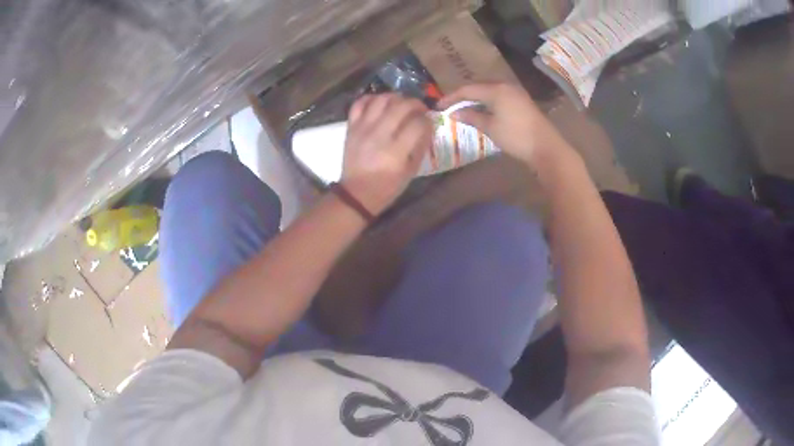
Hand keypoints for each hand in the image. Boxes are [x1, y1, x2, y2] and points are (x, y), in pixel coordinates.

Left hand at [342, 94, 432, 214]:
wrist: (356, 194)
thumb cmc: (387, 187)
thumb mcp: (411, 172)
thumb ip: (421, 147)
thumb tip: (428, 126)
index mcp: (396, 152)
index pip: (418, 124)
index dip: (428, 119)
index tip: (430, 121)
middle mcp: (379, 135)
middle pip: (401, 106)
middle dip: (416, 104)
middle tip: (419, 108)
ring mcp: (363, 129)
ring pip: (381, 100)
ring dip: (395, 97)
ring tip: (401, 103)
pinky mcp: (351, 127)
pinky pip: (359, 103)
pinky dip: (371, 98)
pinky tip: (380, 103)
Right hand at [438, 83, 574, 167]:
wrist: (545, 147)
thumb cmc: (516, 136)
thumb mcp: (490, 127)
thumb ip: (471, 117)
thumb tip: (454, 113)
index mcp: (496, 89)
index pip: (467, 89)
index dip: (451, 97)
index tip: (438, 106)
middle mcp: (505, 85)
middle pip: (478, 86)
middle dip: (463, 95)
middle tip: (450, 106)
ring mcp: (515, 92)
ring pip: (489, 91)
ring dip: (475, 98)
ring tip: (463, 108)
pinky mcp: (521, 101)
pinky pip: (498, 96)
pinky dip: (487, 101)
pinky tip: (482, 110)